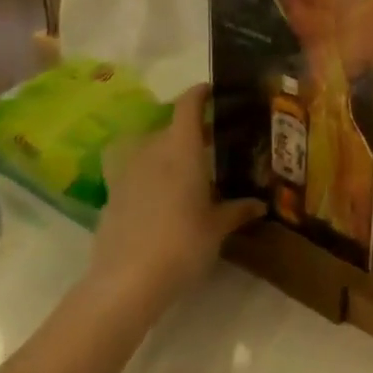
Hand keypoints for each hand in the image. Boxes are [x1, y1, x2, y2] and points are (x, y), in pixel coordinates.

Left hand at [78, 85, 263, 329]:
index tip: (213, 91)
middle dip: (191, 130)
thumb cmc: (183, 244)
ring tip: (189, 169)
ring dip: (168, 152)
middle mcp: (151, 152)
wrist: (127, 281)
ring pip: (150, 149)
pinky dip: (151, 175)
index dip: (199, 94)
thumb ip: (237, 210)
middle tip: (215, 142)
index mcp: (181, 150)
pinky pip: (135, 173)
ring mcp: (126, 173)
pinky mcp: (112, 195)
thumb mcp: (218, 227)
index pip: (187, 106)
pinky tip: (164, 197)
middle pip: (169, 128)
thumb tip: (259, 204)